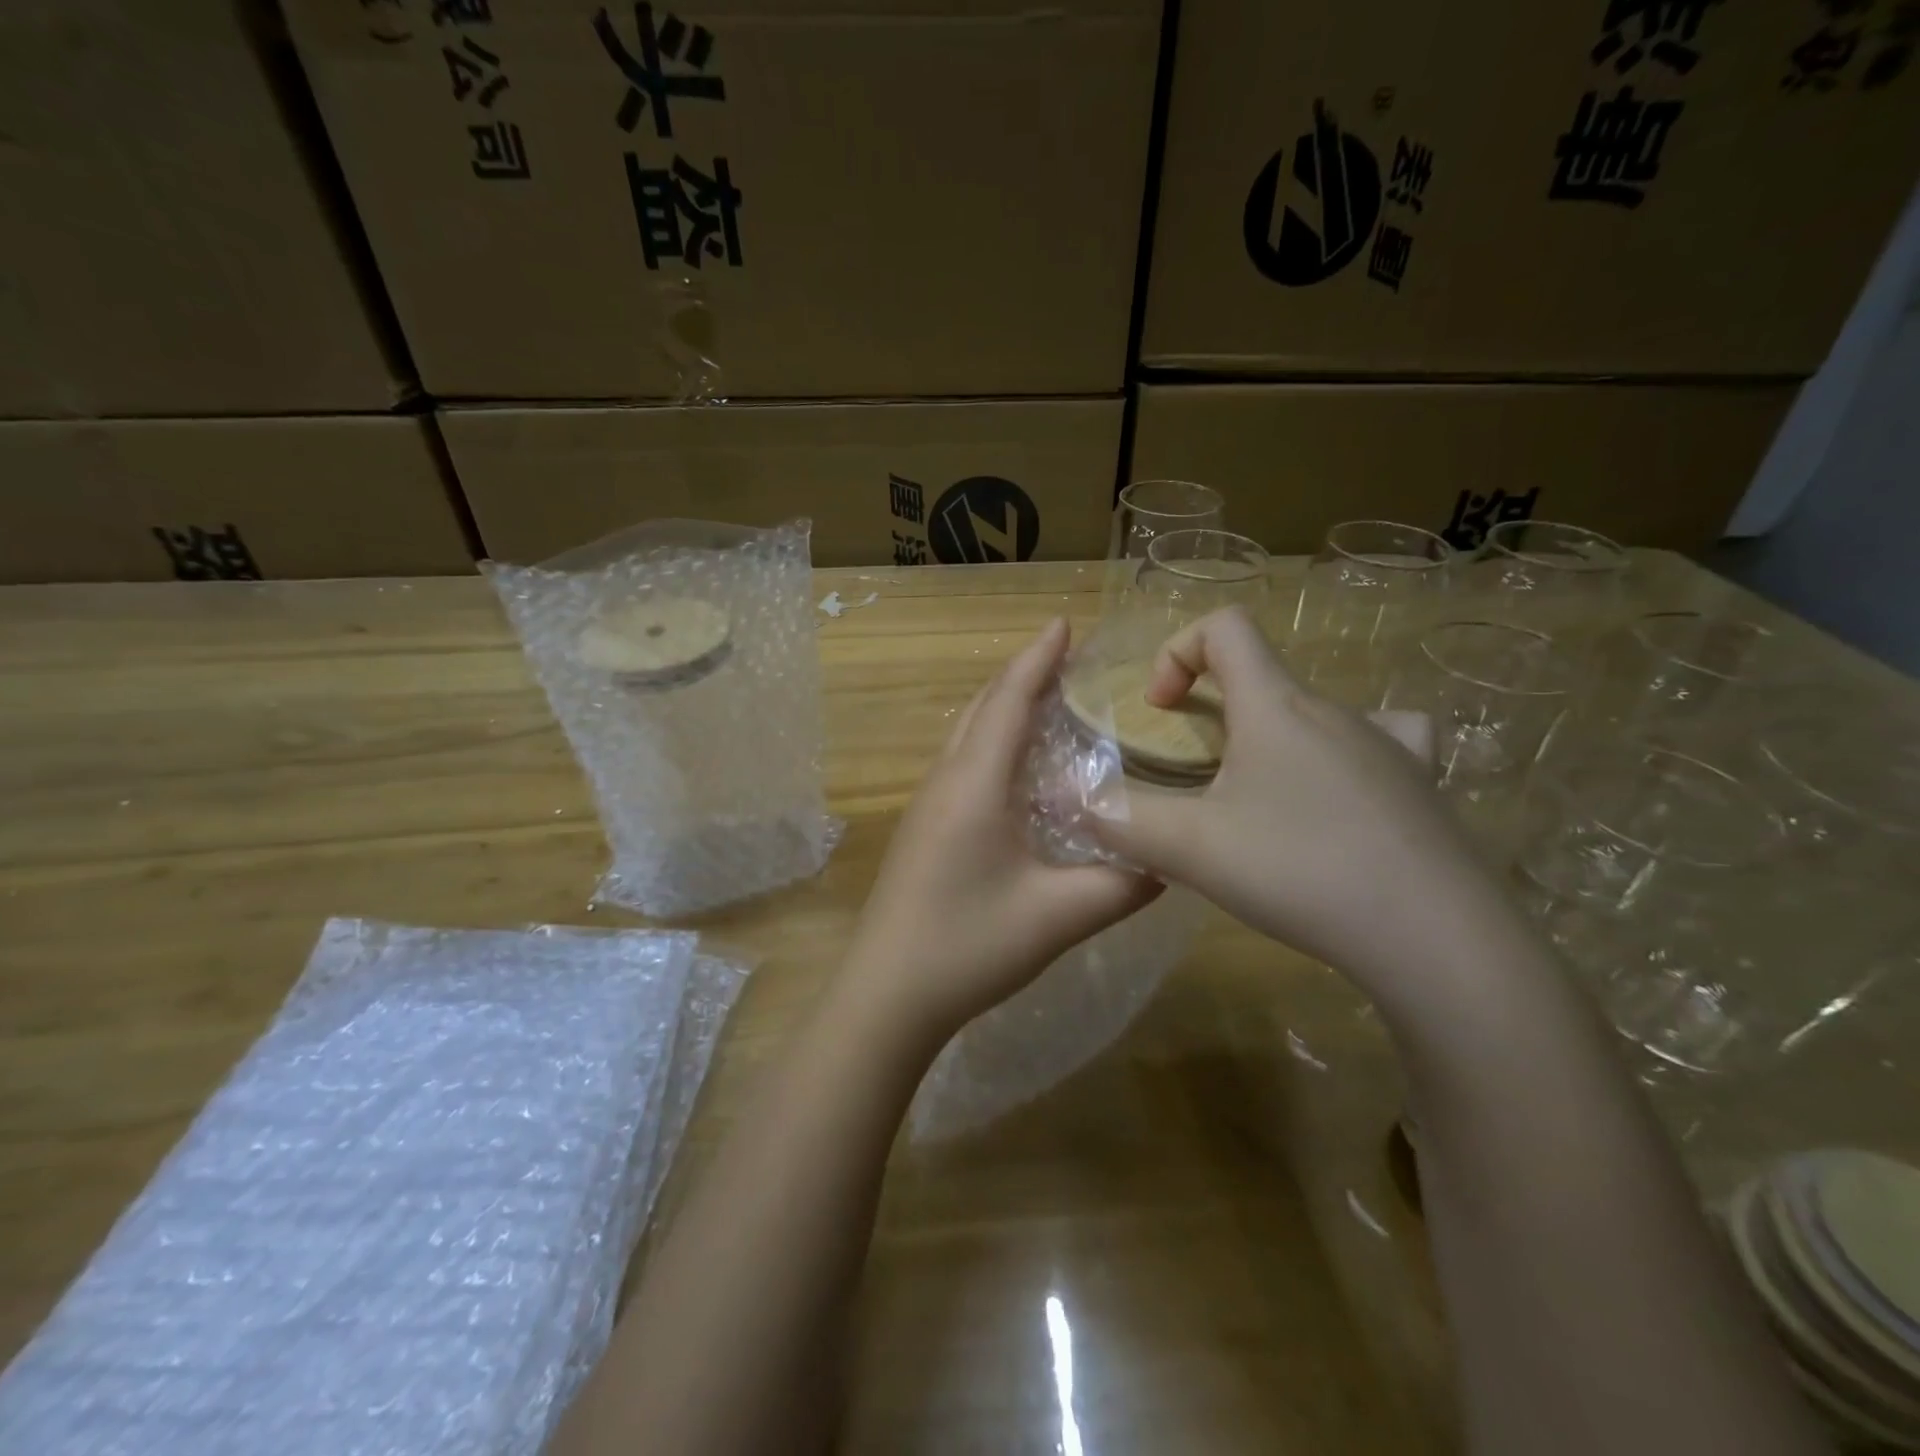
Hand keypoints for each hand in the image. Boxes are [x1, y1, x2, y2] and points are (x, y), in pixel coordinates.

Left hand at [841, 618, 1160, 1042]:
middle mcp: (946, 781)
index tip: (1064, 622)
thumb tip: (1170, 862)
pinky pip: (961, 763)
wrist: (887, 994)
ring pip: (967, 735)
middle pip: (982, 707)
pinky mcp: (923, 829)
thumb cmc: (968, 945)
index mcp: (974, 784)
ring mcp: (927, 805)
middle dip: (1022, 675)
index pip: (1009, 700)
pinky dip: (992, 742)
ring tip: (1048, 701)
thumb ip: (1122, 884)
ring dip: (1003, 707)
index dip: (1038, 657)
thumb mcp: (1058, 917)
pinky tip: (1017, 768)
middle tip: (1067, 659)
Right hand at [1088, 608, 1521, 1007]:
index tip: (1161, 710)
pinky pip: (1386, 740)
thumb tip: (1067, 800)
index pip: (1226, 627)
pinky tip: (1341, 795)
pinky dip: (1348, 753)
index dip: (1178, 650)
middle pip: (1263, 677)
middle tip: (1196, 779)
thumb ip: (1120, 819)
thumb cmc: (1301, 870)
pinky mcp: (1421, 787)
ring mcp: (1389, 746)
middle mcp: (1335, 711)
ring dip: (1272, 737)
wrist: (1435, 938)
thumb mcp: (1190, 848)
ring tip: (1258, 800)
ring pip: (1315, 713)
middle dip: (1214, 712)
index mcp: (1276, 706)